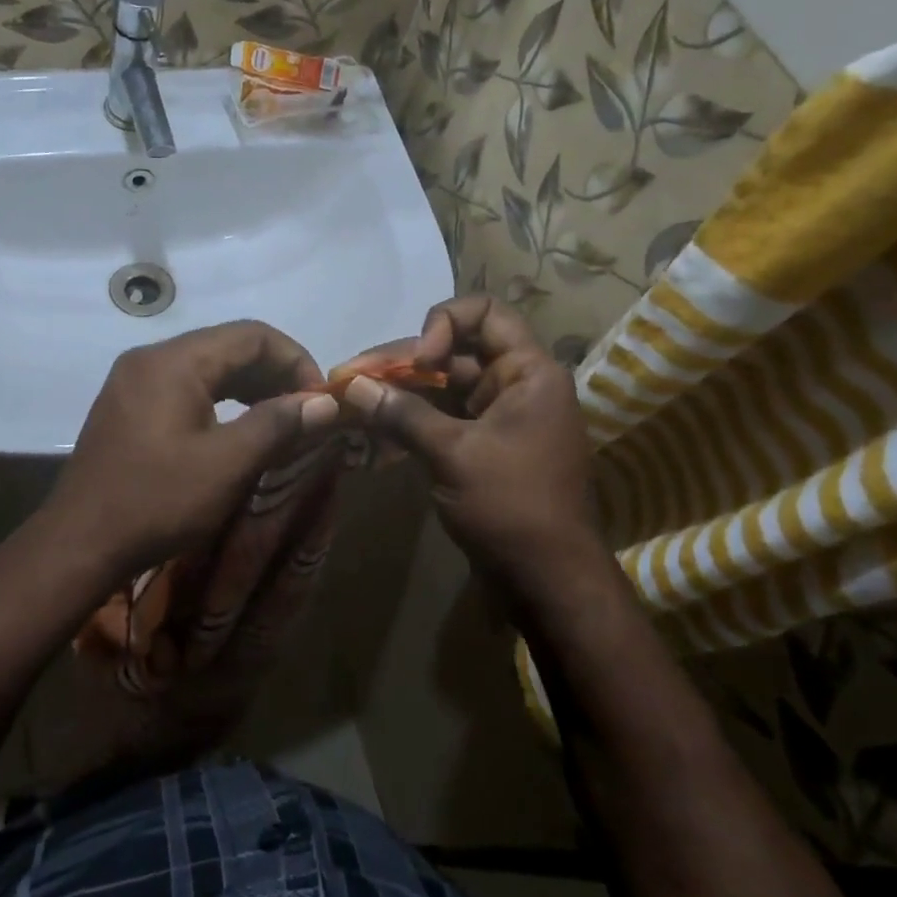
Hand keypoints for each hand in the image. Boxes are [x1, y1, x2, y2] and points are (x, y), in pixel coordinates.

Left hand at [42, 320, 340, 583]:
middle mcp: (151, 358)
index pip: (251, 335)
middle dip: (274, 374)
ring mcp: (134, 381)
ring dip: (249, 387)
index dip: (295, 360)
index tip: (320, 399)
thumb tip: (325, 402)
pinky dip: (220, 401)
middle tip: (306, 413)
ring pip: (207, 367)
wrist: (78, 545)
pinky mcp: (128, 406)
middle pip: (228, 346)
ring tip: (281, 421)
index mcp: (174, 361)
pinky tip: (238, 429)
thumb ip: (278, 425)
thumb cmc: (156, 501)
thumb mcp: (227, 465)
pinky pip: (185, 387)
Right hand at [341, 296, 605, 606]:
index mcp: (528, 372)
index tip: (420, 362)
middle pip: (453, 351)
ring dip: (398, 392)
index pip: (486, 312)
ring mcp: (498, 417)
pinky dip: (409, 420)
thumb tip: (351, 385)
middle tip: (348, 377)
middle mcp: (515, 385)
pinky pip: (442, 418)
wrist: (548, 583)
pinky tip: (370, 430)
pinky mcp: (481, 447)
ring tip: (349, 401)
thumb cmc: (511, 507)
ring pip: (442, 387)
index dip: (444, 323)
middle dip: (400, 364)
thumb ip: (402, 413)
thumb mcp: (453, 454)